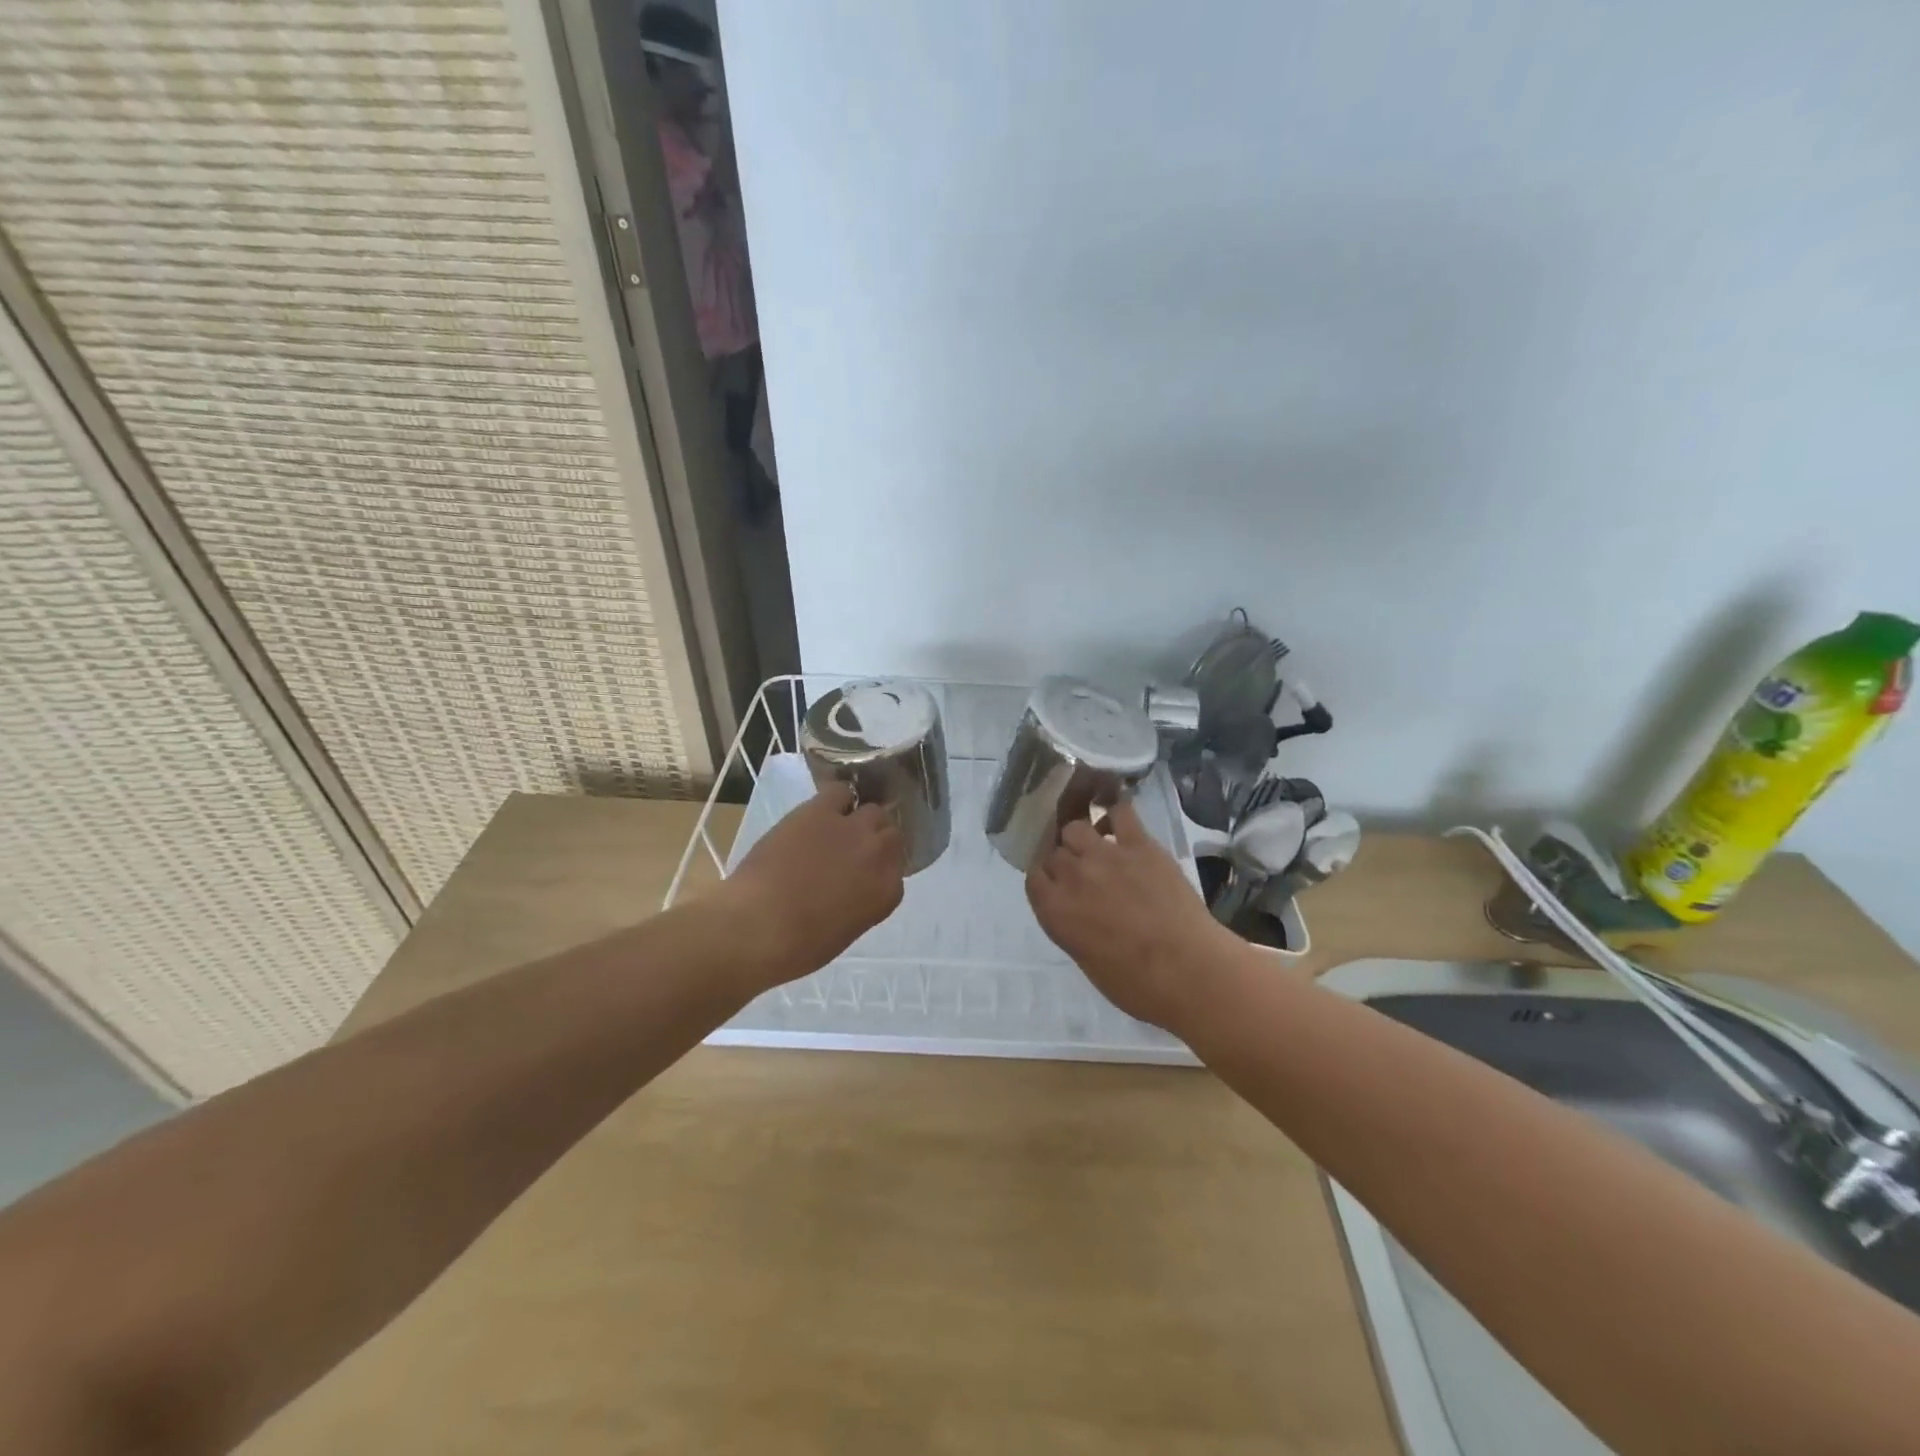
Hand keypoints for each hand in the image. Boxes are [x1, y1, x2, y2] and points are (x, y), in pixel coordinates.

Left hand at [720, 782, 905, 987]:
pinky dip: (835, 800)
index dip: (879, 868)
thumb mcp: (845, 930)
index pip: (897, 869)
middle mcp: (879, 855)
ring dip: (860, 819)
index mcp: (886, 892)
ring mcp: (852, 829)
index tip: (863, 874)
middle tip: (851, 851)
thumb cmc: (798, 946)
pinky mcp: (821, 811)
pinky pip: (840, 792)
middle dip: (874, 841)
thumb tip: (852, 887)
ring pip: (873, 811)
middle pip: (890, 834)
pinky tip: (821, 812)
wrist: (758, 927)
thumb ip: (860, 902)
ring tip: (837, 829)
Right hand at [1026, 799, 1237, 1029]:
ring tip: (1097, 846)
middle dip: (1064, 859)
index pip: (1034, 877)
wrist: (1188, 970)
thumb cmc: (1137, 985)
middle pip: (1053, 851)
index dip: (1045, 877)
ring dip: (1082, 836)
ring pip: (1076, 827)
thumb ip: (1073, 926)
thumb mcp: (1087, 960)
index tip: (1057, 884)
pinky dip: (1115, 812)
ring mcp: (1104, 855)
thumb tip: (1078, 912)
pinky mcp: (1139, 844)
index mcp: (1054, 911)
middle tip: (1082, 872)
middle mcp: (1072, 876)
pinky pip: (1120, 812)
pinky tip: (1117, 820)